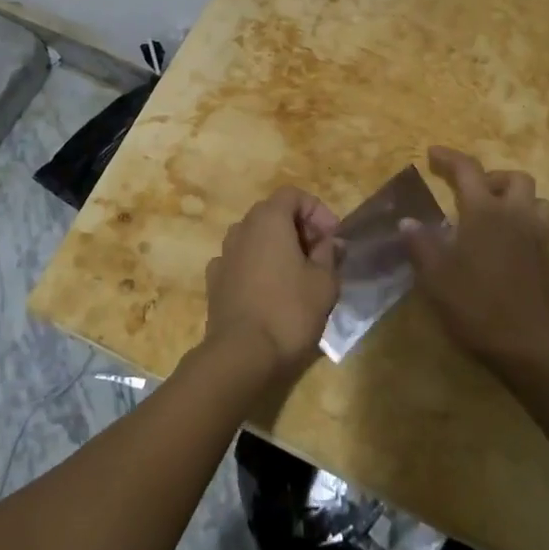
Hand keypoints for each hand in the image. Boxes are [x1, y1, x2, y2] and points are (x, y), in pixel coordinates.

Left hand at [203, 187, 340, 377]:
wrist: (240, 354)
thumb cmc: (289, 311)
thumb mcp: (324, 282)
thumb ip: (329, 254)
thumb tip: (329, 243)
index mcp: (268, 219)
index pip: (293, 195)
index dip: (317, 210)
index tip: (333, 237)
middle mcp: (241, 228)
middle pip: (273, 214)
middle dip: (299, 228)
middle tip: (321, 255)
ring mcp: (223, 254)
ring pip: (256, 238)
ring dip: (278, 247)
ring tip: (298, 274)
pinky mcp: (215, 281)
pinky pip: (242, 261)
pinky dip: (258, 267)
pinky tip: (271, 292)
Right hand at [404, 146, 548, 372]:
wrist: (526, 345)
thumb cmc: (475, 304)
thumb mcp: (435, 275)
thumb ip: (420, 243)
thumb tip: (407, 221)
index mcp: (484, 212)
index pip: (468, 170)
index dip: (449, 158)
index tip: (432, 154)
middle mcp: (514, 215)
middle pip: (514, 178)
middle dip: (491, 177)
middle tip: (469, 193)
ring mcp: (536, 237)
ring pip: (537, 200)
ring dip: (516, 198)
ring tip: (494, 214)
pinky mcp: (547, 260)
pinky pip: (541, 226)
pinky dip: (525, 223)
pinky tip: (505, 243)